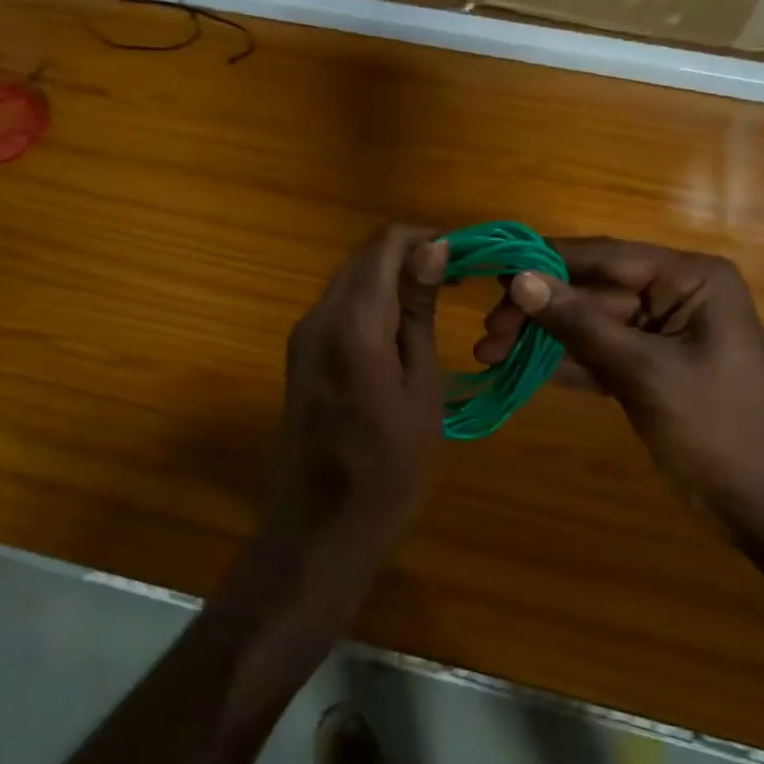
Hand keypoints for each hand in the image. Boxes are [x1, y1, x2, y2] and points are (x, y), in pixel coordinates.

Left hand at [267, 225, 446, 557]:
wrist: (322, 524)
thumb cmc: (389, 466)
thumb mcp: (420, 388)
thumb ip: (419, 314)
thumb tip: (433, 250)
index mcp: (353, 323)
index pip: (385, 244)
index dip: (427, 239)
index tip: (464, 259)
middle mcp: (318, 316)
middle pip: (363, 256)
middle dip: (410, 255)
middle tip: (457, 281)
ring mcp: (303, 335)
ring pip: (349, 279)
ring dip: (390, 278)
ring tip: (435, 303)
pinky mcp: (300, 354)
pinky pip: (338, 307)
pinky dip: (371, 302)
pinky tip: (401, 329)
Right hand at [474, 237, 763, 530]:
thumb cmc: (720, 428)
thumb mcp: (646, 372)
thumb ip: (581, 324)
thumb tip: (521, 280)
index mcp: (690, 279)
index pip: (605, 256)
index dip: (546, 262)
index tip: (493, 273)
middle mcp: (675, 296)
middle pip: (591, 292)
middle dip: (539, 310)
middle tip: (488, 332)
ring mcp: (660, 335)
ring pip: (589, 326)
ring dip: (542, 340)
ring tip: (488, 354)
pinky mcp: (649, 371)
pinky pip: (598, 356)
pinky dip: (562, 364)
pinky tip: (518, 371)